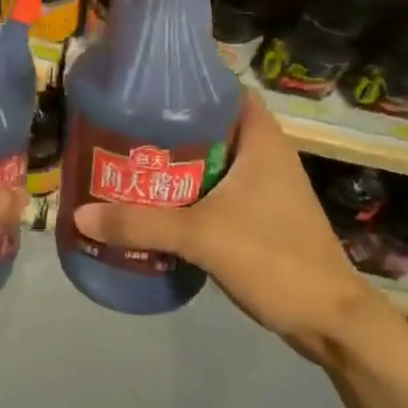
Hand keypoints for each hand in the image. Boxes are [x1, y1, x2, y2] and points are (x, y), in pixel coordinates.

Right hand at [73, 92, 384, 361]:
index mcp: (262, 141)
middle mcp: (266, 156)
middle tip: (124, 132)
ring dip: (178, 165)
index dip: (188, 86)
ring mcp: (266, 188)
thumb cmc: (274, 259)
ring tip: (131, 166)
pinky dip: (190, 194)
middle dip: (170, 129)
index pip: (224, 90)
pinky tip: (157, 207)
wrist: (328, 321)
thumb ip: (141, 223)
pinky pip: (218, 192)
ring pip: (214, 162)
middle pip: (212, 127)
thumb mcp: (201, 236)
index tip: (145, 92)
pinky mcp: (261, 217)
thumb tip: (80, 215)